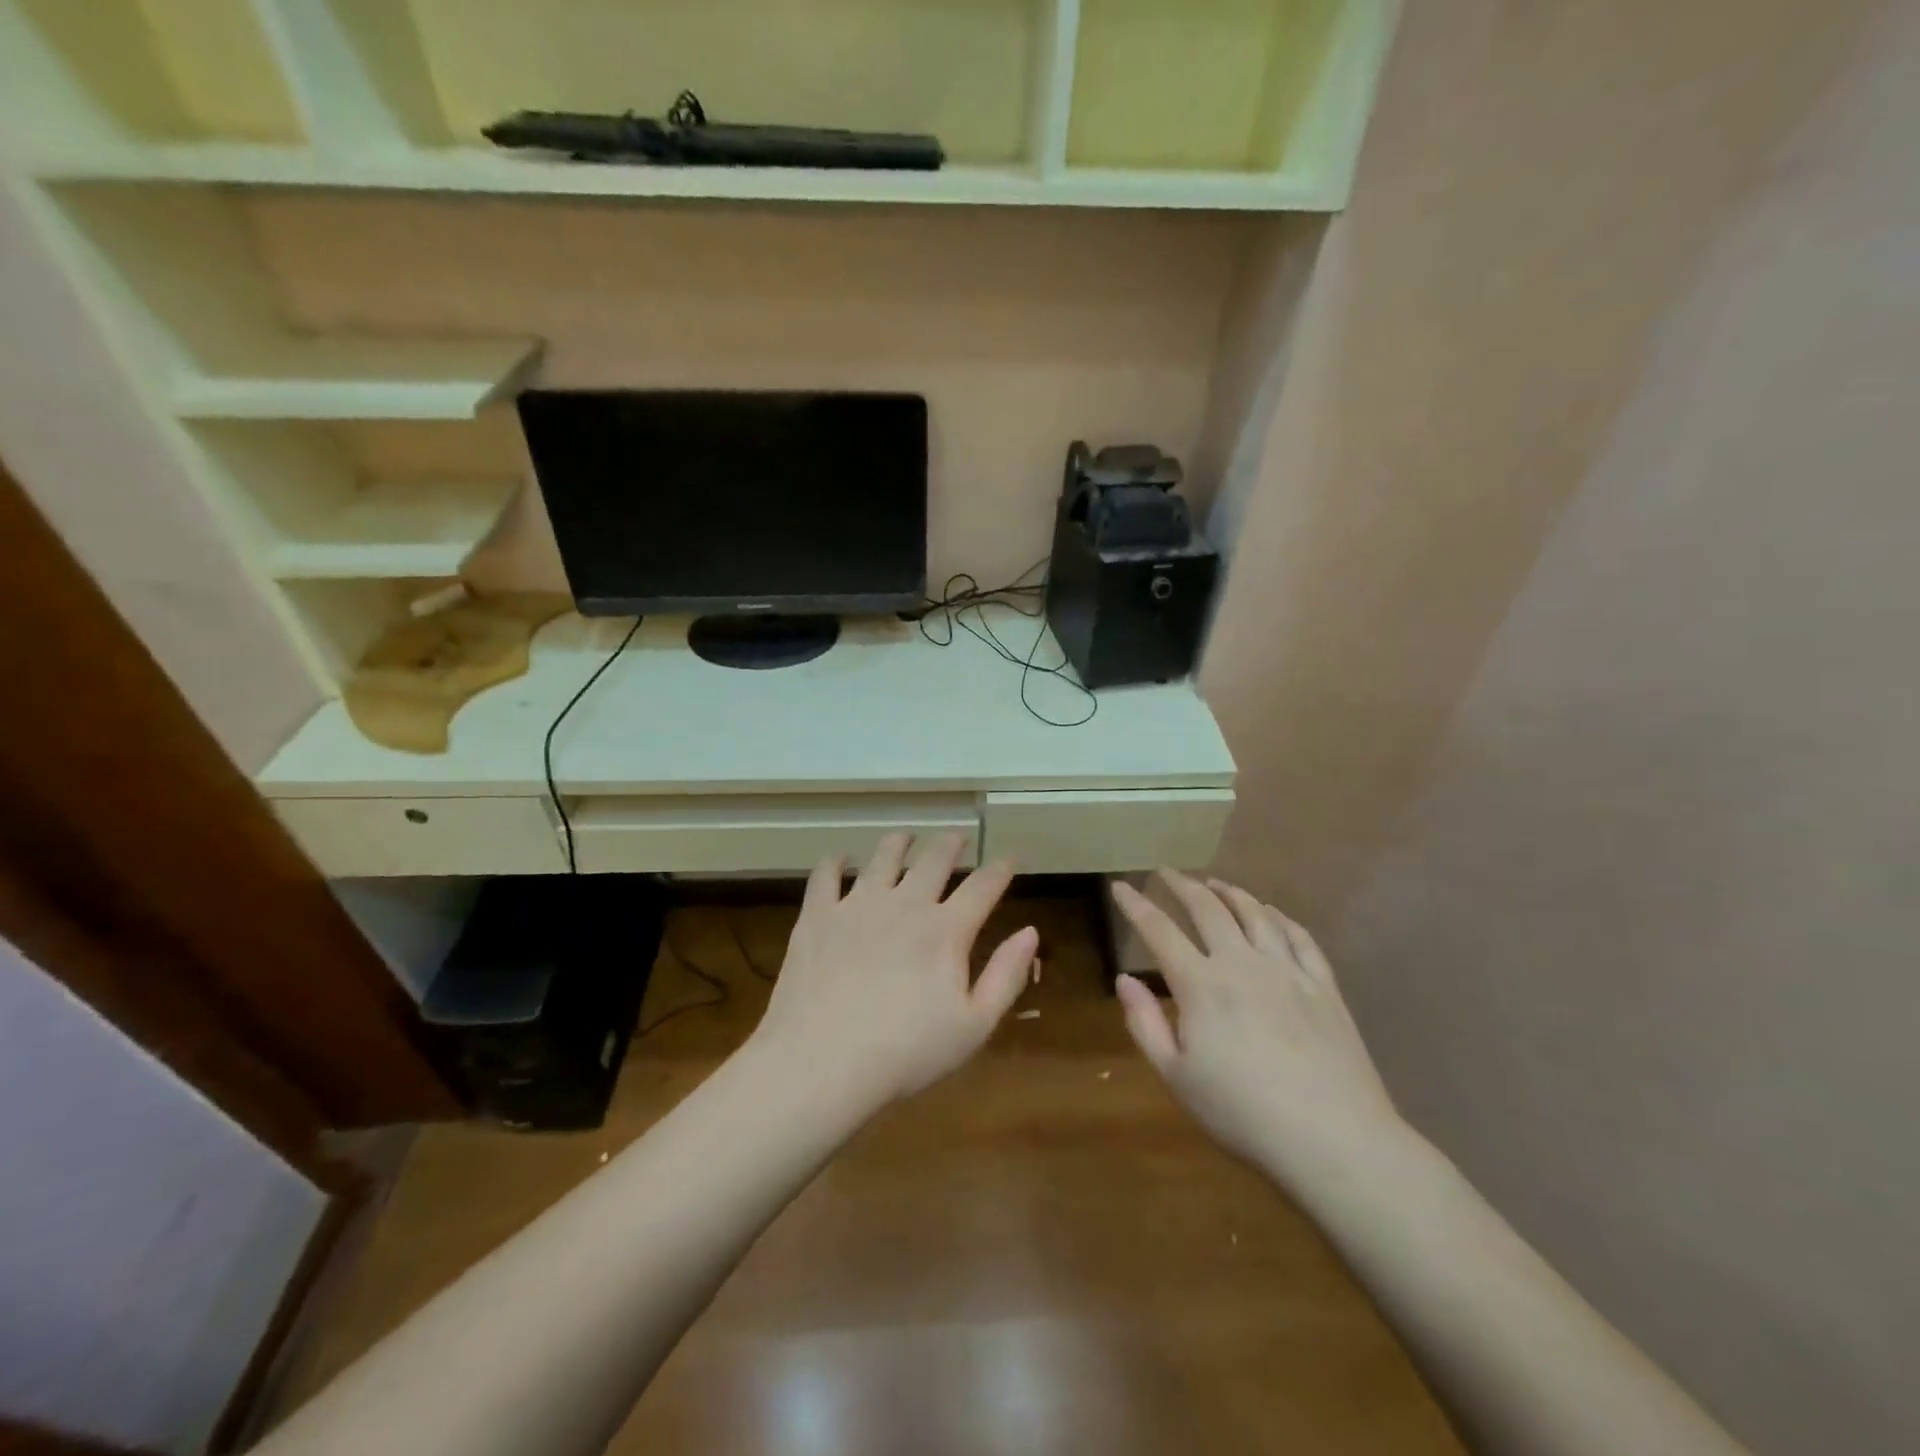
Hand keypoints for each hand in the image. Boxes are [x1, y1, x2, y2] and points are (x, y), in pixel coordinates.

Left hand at [750, 833, 1037, 1108]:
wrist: (821, 1064)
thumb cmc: (906, 1053)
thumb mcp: (973, 1026)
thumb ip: (1005, 976)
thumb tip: (1030, 932)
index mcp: (945, 930)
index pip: (982, 886)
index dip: (1000, 868)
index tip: (1010, 856)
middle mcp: (904, 904)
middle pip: (934, 859)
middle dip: (951, 843)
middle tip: (958, 836)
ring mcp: (857, 905)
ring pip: (883, 857)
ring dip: (899, 842)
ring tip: (906, 836)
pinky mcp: (818, 916)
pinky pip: (826, 875)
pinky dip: (835, 861)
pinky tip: (840, 858)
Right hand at [1112, 871, 1403, 1182]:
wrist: (1334, 1140)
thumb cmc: (1243, 1114)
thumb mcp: (1177, 1077)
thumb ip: (1145, 1024)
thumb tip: (1124, 979)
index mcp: (1201, 985)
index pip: (1159, 931)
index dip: (1136, 905)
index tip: (1119, 885)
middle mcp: (1242, 964)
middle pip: (1208, 909)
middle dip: (1182, 885)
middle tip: (1166, 872)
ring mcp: (1287, 971)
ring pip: (1255, 914)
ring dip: (1230, 892)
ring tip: (1215, 883)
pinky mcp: (1324, 987)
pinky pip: (1300, 937)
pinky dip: (1280, 917)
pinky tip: (1271, 912)